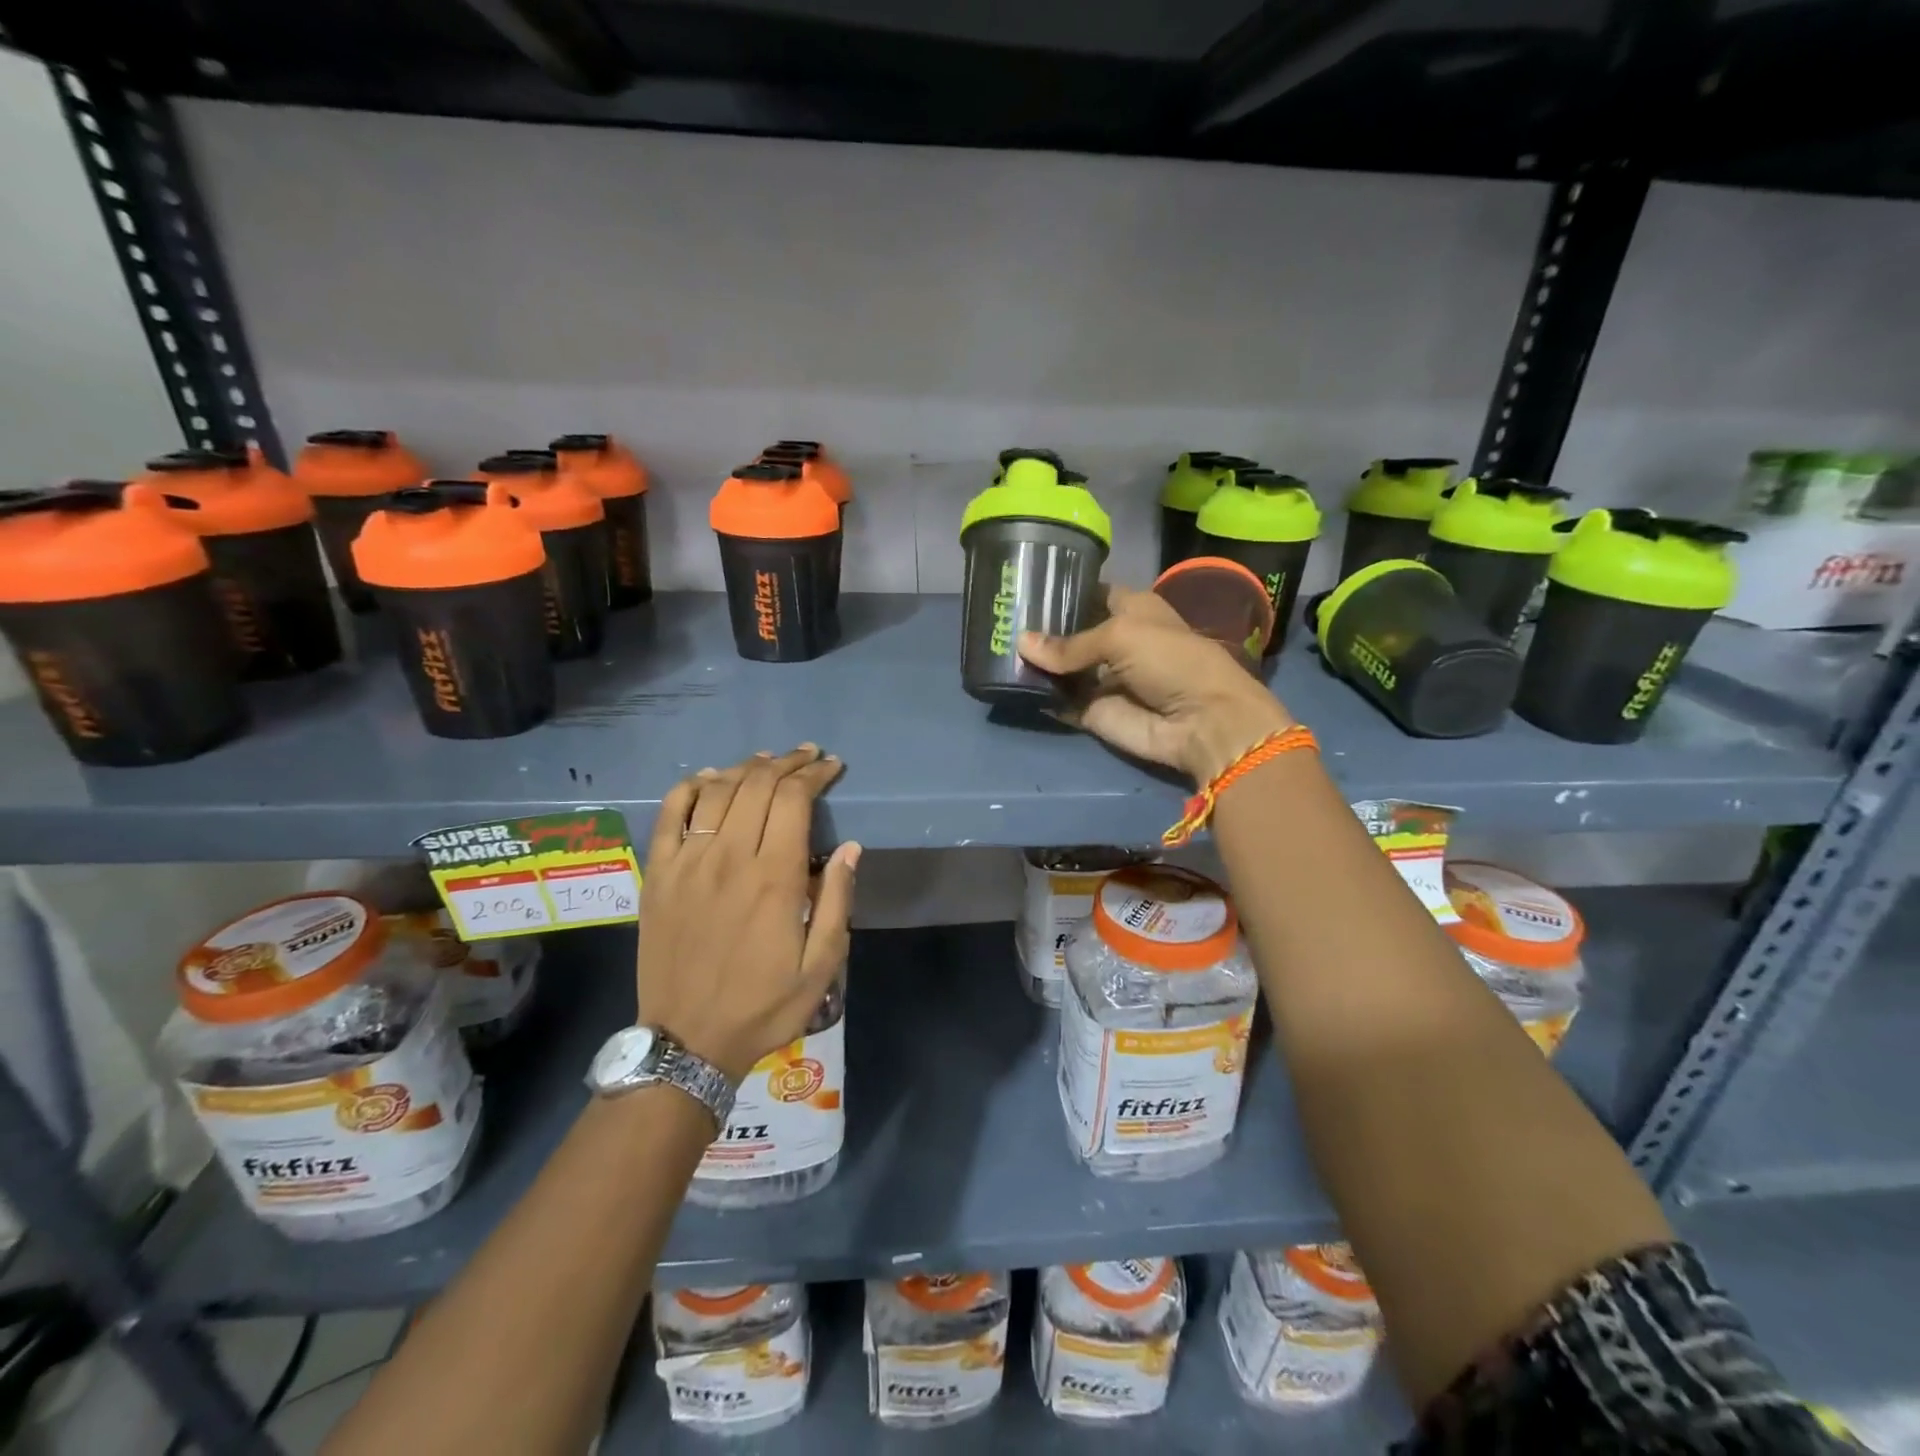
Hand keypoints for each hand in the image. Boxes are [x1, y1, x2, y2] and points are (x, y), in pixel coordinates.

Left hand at [635, 745, 858, 1081]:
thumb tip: (851, 848)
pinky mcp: (658, 874)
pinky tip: (709, 778)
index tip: (831, 766)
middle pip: (757, 785)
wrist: (687, 1042)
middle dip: (788, 763)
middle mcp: (729, 857)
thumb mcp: (821, 966)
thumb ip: (836, 902)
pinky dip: (690, 787)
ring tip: (767, 761)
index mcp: (773, 878)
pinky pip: (670, 814)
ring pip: (717, 791)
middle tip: (808, 756)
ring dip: (746, 768)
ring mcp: (687, 863)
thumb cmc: (763, 1006)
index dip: (814, 774)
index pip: (794, 800)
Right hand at [1018, 586, 1294, 783]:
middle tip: (999, 619)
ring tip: (994, 647)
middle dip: (1039, 628)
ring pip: (1060, 668)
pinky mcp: (1091, 711)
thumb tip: (1021, 643)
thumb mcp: (1120, 636)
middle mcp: (1114, 641)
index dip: (1062, 591)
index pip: (1089, 594)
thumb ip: (1069, 643)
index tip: (1024, 587)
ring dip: (1034, 662)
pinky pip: (1059, 700)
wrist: (1200, 721)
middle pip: (1069, 632)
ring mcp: (1101, 678)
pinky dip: (1038, 695)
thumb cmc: (1171, 661)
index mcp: (1131, 610)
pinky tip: (1006, 682)